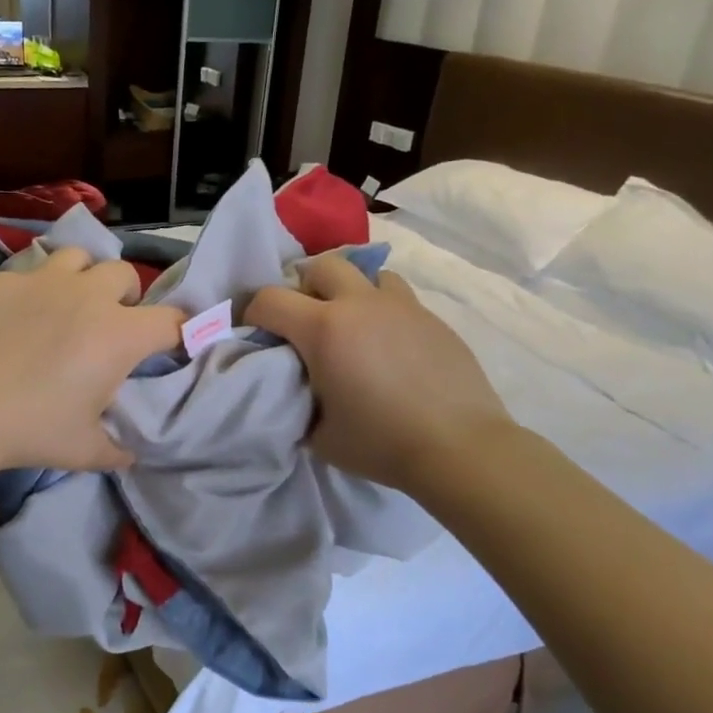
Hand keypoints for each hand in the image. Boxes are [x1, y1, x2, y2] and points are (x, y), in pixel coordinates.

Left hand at [0, 247, 184, 474]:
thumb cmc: (33, 430)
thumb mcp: (85, 450)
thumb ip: (117, 449)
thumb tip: (129, 453)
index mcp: (119, 334)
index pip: (172, 320)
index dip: (181, 331)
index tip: (173, 344)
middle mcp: (88, 295)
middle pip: (125, 275)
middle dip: (126, 296)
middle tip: (110, 323)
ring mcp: (42, 280)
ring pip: (78, 258)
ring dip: (83, 278)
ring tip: (68, 304)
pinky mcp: (2, 281)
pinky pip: (30, 272)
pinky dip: (36, 289)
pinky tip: (18, 316)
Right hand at [247, 253, 511, 492]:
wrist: (459, 447)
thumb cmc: (381, 443)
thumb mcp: (318, 434)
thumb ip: (297, 401)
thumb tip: (295, 389)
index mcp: (324, 329)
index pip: (270, 298)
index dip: (253, 313)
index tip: (258, 334)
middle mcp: (360, 304)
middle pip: (321, 266)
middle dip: (303, 287)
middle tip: (305, 322)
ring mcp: (401, 307)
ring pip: (366, 273)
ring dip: (349, 291)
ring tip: (351, 325)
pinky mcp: (432, 318)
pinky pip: (397, 298)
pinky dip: (381, 311)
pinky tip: (387, 346)